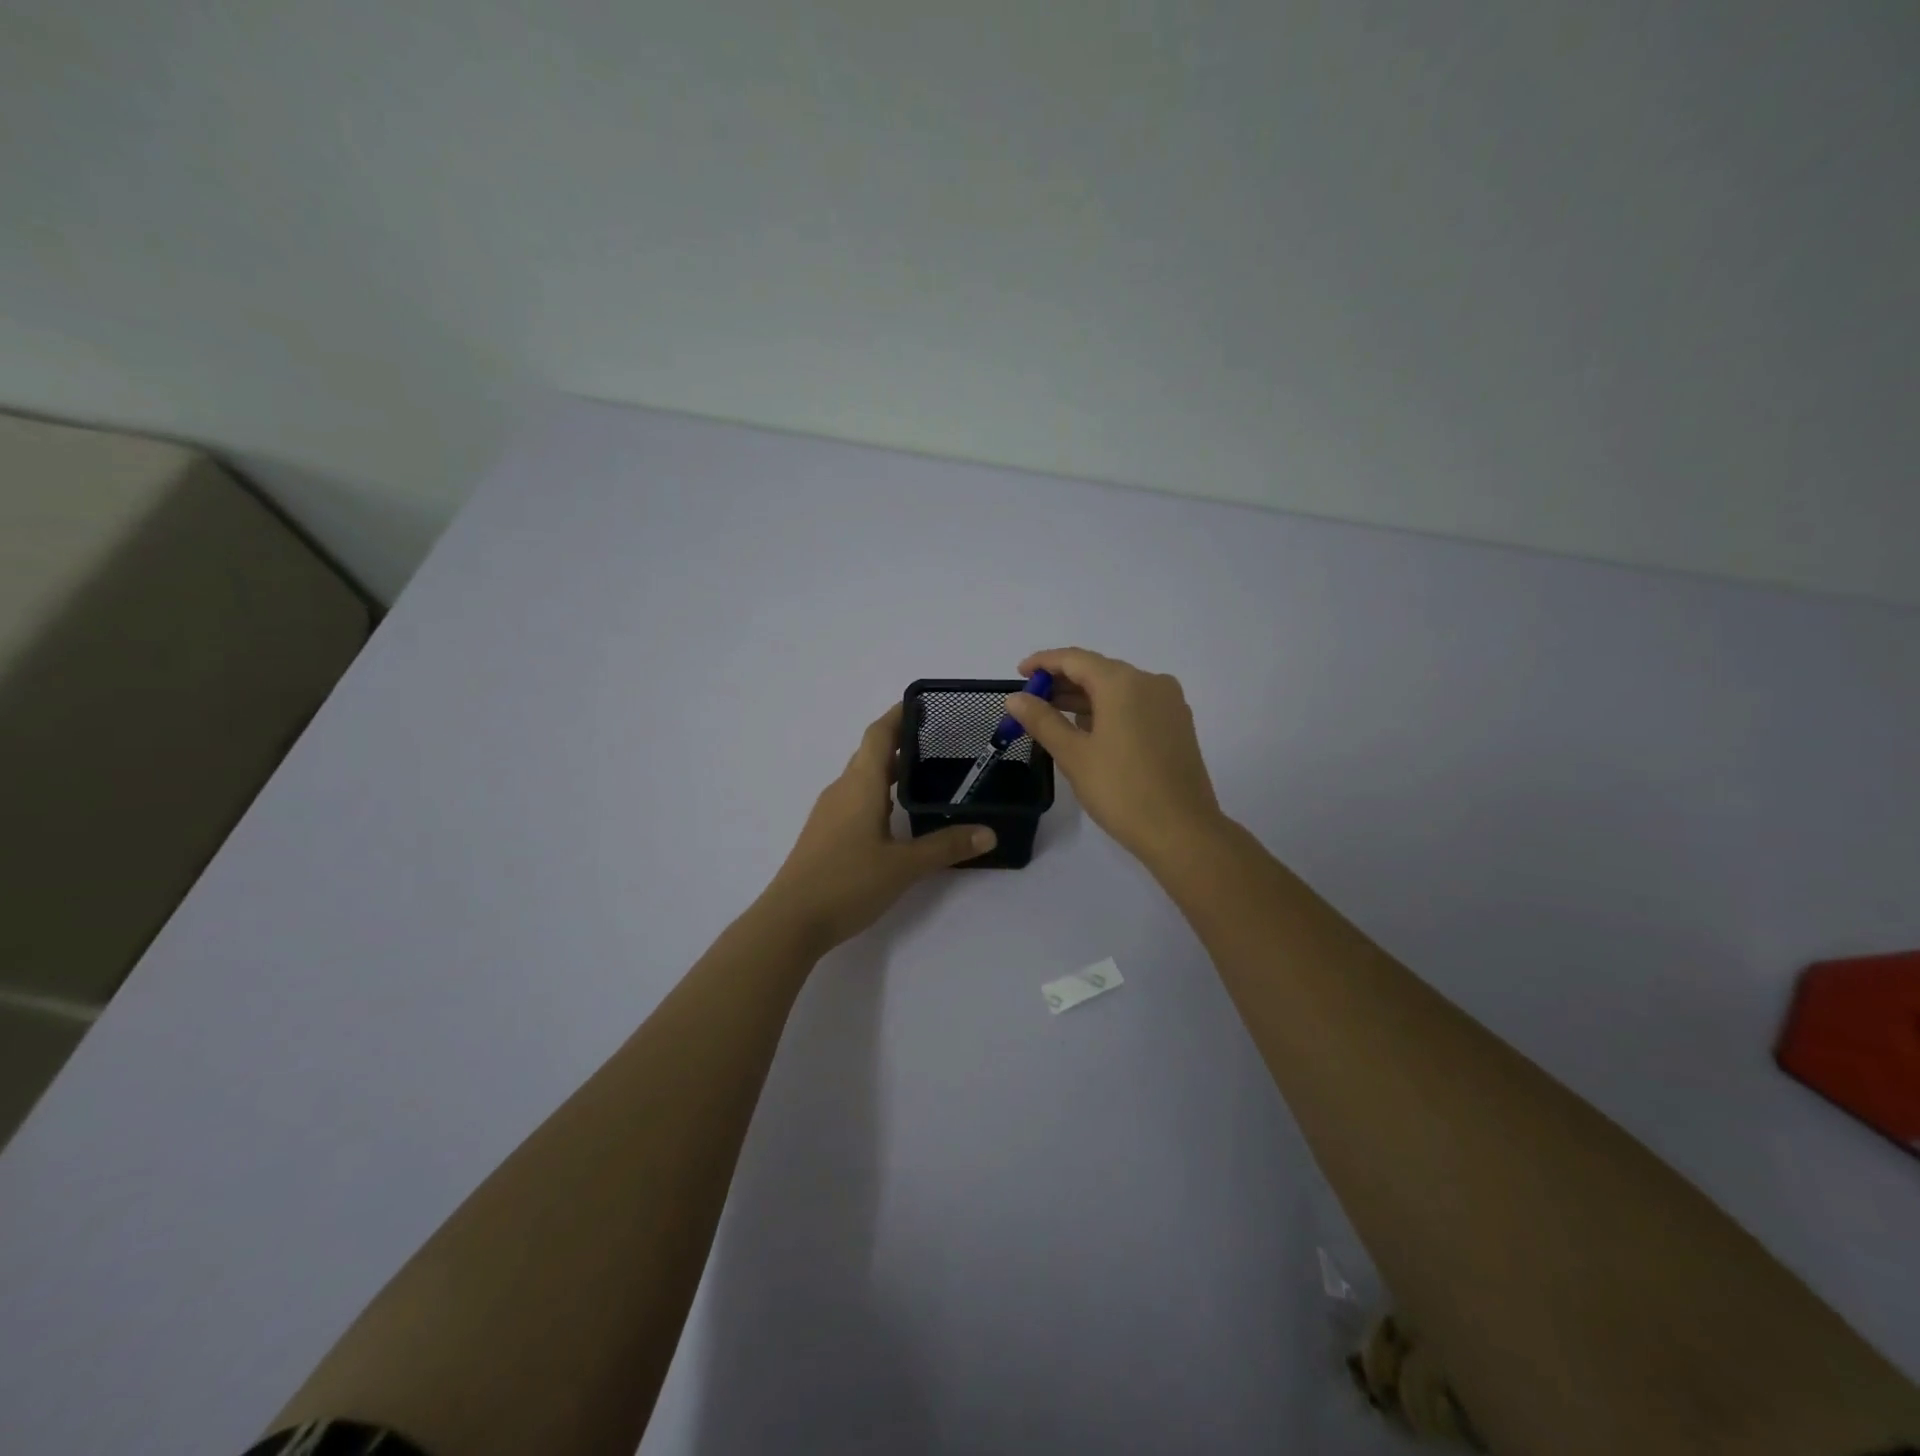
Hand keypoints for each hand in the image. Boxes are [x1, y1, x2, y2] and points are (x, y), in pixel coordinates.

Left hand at [763, 702, 994, 953]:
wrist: (790, 920)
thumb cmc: (847, 882)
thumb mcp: (904, 866)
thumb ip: (946, 847)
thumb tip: (988, 833)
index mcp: (860, 785)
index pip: (878, 734)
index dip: (898, 715)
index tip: (924, 704)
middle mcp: (842, 790)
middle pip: (870, 753)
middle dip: (900, 742)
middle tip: (938, 742)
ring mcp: (829, 812)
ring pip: (862, 778)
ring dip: (889, 770)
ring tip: (924, 774)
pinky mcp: (825, 833)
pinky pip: (855, 798)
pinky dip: (878, 793)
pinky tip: (896, 814)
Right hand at [1001, 647, 1223, 863]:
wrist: (1182, 832)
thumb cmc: (1121, 790)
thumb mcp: (1073, 755)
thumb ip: (1042, 720)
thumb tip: (1016, 698)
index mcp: (1123, 683)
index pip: (1075, 659)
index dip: (1044, 663)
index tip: (1019, 674)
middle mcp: (1151, 682)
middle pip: (1098, 671)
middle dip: (1062, 682)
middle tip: (1030, 701)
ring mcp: (1169, 703)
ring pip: (1118, 689)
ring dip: (1084, 699)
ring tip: (1052, 717)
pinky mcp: (1177, 725)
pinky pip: (1135, 705)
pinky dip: (1109, 710)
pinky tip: (1089, 730)